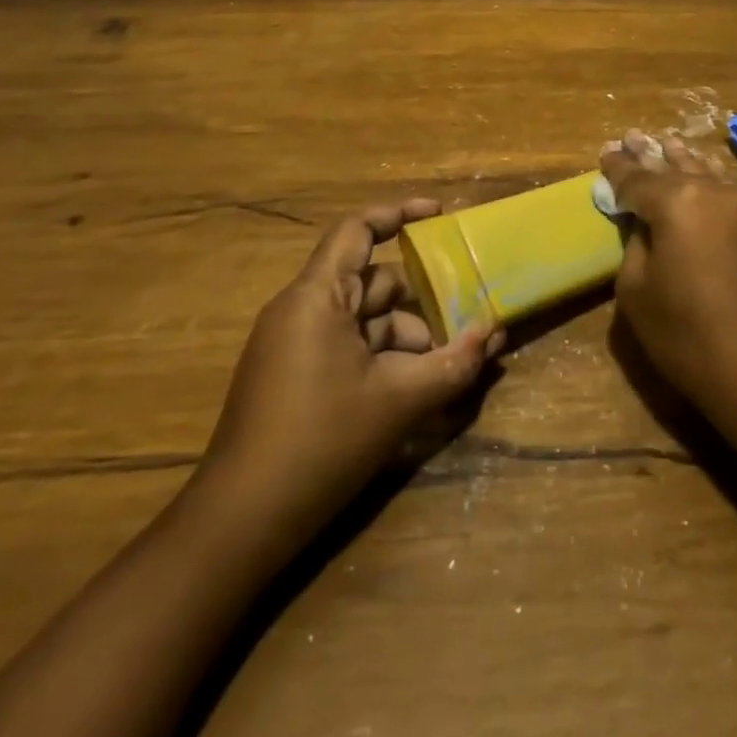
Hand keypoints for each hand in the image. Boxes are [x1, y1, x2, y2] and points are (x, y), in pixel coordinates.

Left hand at [196, 200, 503, 542]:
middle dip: (421, 299)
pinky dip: (385, 359)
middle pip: (372, 282)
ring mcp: (295, 345)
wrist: (241, 522)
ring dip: (408, 337)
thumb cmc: (321, 442)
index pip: (357, 230)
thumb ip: (451, 364)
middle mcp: (302, 309)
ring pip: (365, 322)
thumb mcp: (397, 401)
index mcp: (317, 296)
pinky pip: (349, 349)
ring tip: (450, 366)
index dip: (399, 213)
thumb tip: (494, 334)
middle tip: (468, 315)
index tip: (440, 215)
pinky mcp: (295, 377)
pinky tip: (417, 390)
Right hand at [600, 132, 736, 468]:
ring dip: (684, 160)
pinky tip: (706, 178)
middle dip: (651, 154)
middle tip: (632, 137)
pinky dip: (712, 181)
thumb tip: (644, 224)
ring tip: (668, 144)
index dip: (617, 167)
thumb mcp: (637, 294)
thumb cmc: (691, 338)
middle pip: (675, 166)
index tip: (605, 153)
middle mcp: (715, 191)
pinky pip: (733, 191)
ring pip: (709, 172)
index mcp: (676, 203)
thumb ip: (635, 245)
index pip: (637, 178)